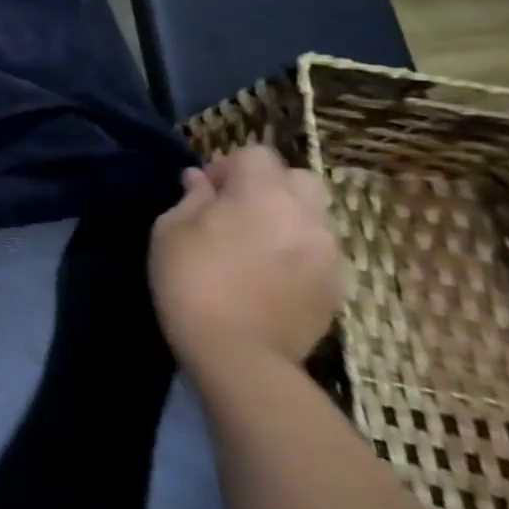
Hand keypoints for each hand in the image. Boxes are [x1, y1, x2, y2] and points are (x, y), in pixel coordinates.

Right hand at [149, 144, 344, 375]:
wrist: (238, 354)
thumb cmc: (191, 281)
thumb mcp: (170, 231)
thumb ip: (191, 199)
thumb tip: (200, 181)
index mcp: (262, 194)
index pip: (256, 154)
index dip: (228, 165)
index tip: (206, 191)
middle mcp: (305, 215)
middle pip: (299, 178)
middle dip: (271, 184)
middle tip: (238, 210)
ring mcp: (329, 252)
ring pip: (315, 215)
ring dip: (289, 217)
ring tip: (258, 244)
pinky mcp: (338, 286)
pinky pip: (322, 250)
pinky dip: (300, 250)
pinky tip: (273, 274)